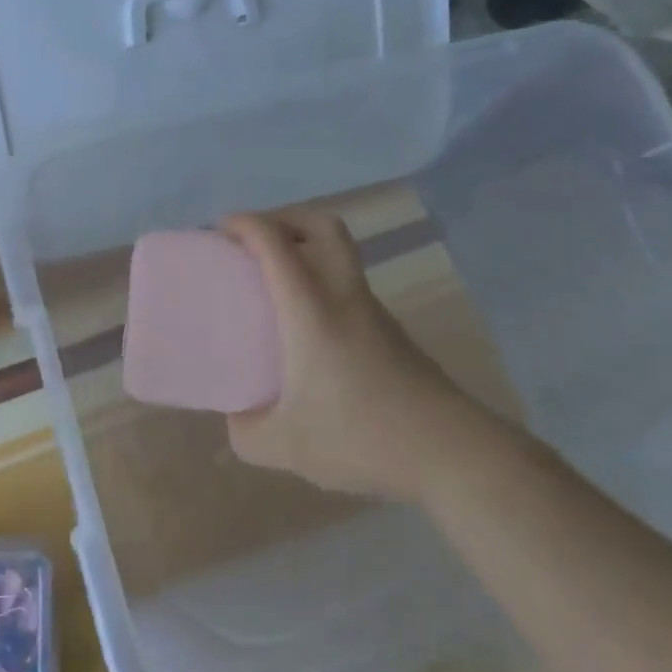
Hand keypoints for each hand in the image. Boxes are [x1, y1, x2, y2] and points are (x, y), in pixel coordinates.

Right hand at [221, 211, 482, 498]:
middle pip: (322, 227)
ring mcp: (373, 312)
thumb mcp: (287, 446)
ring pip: (340, 255)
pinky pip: (349, 286)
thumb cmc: (362, 437)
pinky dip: (322, 283)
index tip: (220, 229)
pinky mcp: (391, 333)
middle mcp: (344, 297)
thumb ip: (247, 431)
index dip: (245, 224)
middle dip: (285, 219)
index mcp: (312, 311)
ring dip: (306, 250)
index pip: (276, 244)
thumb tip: (238, 416)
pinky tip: (308, 328)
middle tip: (255, 242)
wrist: (452, 453)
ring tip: (275, 283)